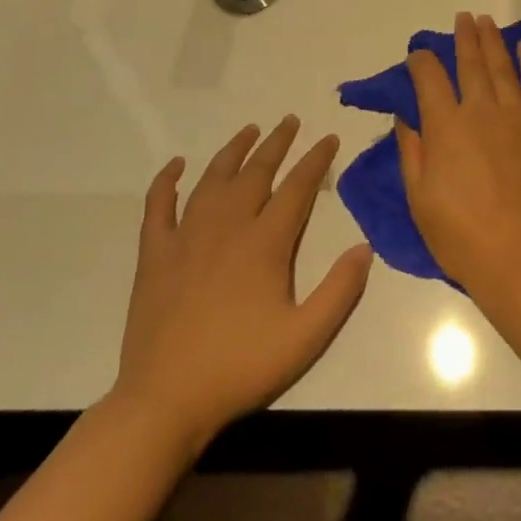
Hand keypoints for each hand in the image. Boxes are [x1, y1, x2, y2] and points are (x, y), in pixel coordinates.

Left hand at [109, 118, 373, 443]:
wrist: (165, 400)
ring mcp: (185, 237)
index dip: (316, 160)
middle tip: (290, 120)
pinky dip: (166, 181)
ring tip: (249, 130)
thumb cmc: (241, 367)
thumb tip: (364, 247)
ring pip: (213, 179)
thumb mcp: (306, 337)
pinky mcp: (155, 254)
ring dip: (233, 151)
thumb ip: (340, 290)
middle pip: (256, 172)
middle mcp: (226, 227)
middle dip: (277, 143)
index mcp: (264, 243)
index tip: (329, 138)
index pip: (297, 188)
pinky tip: (176, 165)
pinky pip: (158, 205)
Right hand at [396, 12, 520, 295]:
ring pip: (503, 67)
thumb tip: (406, 117)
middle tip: (462, 18)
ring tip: (486, 22)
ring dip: (493, 41)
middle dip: (463, 38)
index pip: (429, 78)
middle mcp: (481, 110)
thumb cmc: (462, 235)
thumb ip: (412, 152)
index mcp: (445, 126)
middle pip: (470, 63)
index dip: (420, 61)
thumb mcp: (420, 199)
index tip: (417, 54)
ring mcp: (518, 116)